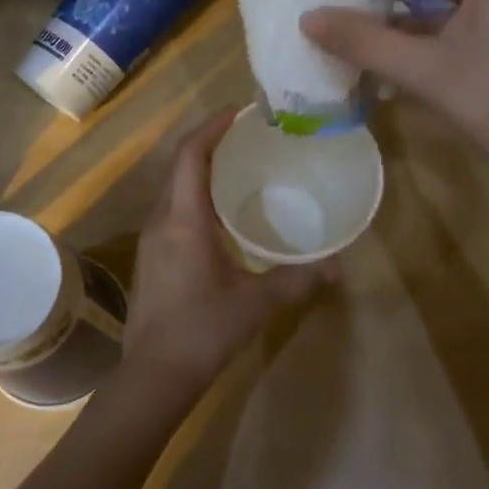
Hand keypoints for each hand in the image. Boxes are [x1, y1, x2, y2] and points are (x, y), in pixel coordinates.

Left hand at [121, 109, 327, 401]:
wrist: (153, 376)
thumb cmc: (203, 331)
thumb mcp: (256, 304)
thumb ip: (297, 280)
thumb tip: (337, 266)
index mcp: (184, 220)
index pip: (190, 156)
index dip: (210, 127)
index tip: (238, 112)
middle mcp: (162, 221)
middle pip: (178, 166)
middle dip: (207, 143)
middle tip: (245, 135)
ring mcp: (151, 240)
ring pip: (173, 189)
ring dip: (199, 169)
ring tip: (237, 166)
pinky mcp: (151, 258)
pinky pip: (171, 210)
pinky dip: (194, 196)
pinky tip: (221, 214)